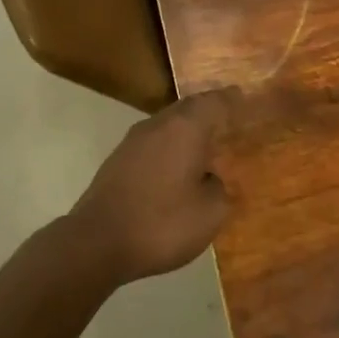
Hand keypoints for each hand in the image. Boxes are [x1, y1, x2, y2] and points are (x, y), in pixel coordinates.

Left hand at [68, 91, 234, 283]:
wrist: (97, 242)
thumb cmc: (162, 224)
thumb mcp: (209, 213)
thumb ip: (218, 189)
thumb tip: (209, 178)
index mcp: (185, 128)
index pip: (213, 102)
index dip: (230, 99)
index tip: (241, 96)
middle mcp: (158, 125)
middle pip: (188, 108)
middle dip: (207, 110)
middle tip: (226, 117)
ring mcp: (133, 141)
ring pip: (167, 124)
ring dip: (186, 130)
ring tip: (204, 145)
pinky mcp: (117, 160)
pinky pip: (153, 143)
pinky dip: (169, 147)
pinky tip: (175, 167)